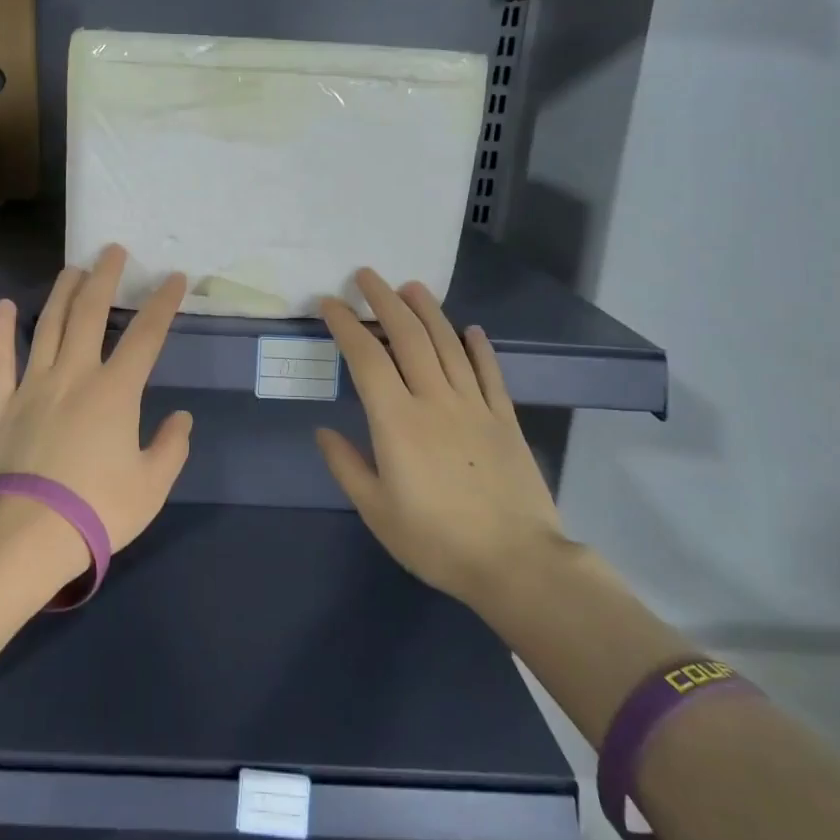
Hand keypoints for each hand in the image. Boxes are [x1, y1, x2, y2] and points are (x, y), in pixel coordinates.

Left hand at [0, 245, 193, 567]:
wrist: (22, 535)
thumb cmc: (95, 511)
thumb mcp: (150, 487)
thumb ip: (170, 447)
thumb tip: (180, 418)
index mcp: (115, 392)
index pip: (146, 336)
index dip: (163, 303)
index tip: (174, 278)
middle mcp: (73, 375)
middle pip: (89, 314)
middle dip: (104, 278)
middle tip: (112, 251)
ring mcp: (31, 386)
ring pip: (46, 326)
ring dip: (61, 293)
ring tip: (72, 269)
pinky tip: (2, 307)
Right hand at [315, 269, 565, 609]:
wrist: (515, 563)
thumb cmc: (436, 540)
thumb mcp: (377, 511)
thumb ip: (347, 466)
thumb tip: (323, 432)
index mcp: (396, 421)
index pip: (366, 358)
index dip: (346, 325)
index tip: (330, 303)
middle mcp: (434, 400)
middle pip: (408, 337)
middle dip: (384, 301)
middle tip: (367, 275)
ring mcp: (475, 406)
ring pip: (448, 345)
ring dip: (428, 311)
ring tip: (412, 287)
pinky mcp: (505, 419)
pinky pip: (490, 373)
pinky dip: (479, 348)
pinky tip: (471, 330)